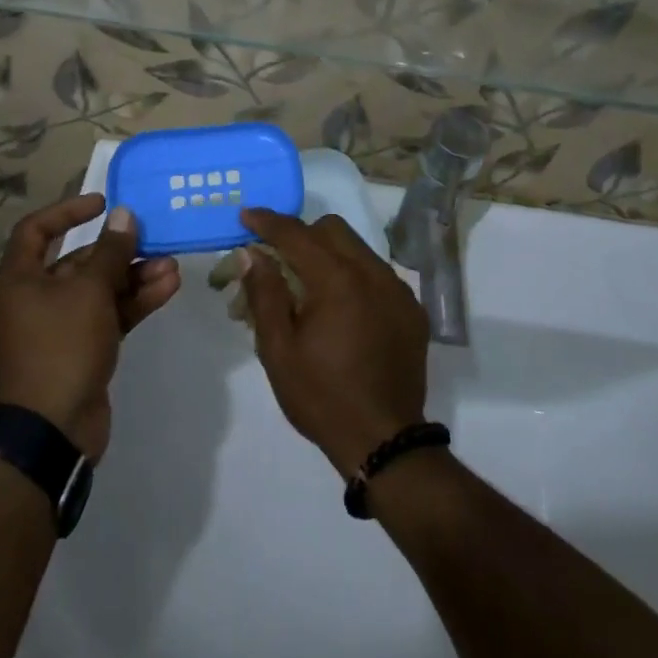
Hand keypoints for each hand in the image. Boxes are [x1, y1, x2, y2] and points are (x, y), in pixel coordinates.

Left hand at [0, 195, 179, 461]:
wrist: (52, 429)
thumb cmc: (60, 345)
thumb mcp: (89, 291)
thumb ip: (111, 251)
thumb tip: (123, 215)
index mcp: (20, 279)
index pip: (37, 230)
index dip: (68, 211)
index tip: (103, 203)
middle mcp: (35, 298)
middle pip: (78, 262)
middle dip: (118, 251)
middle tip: (153, 239)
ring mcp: (59, 326)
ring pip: (100, 289)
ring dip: (134, 276)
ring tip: (172, 266)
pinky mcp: (82, 349)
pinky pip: (110, 314)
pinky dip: (135, 301)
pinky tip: (168, 287)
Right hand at [239, 209, 429, 477]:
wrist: (384, 442)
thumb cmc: (322, 397)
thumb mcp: (279, 350)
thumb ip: (265, 293)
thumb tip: (252, 253)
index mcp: (337, 280)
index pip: (297, 234)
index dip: (268, 222)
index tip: (246, 215)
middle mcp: (373, 272)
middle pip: (332, 230)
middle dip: (302, 235)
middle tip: (279, 260)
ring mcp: (397, 289)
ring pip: (357, 248)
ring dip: (329, 255)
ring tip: (310, 288)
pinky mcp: (411, 308)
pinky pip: (377, 274)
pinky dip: (354, 277)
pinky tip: (342, 310)